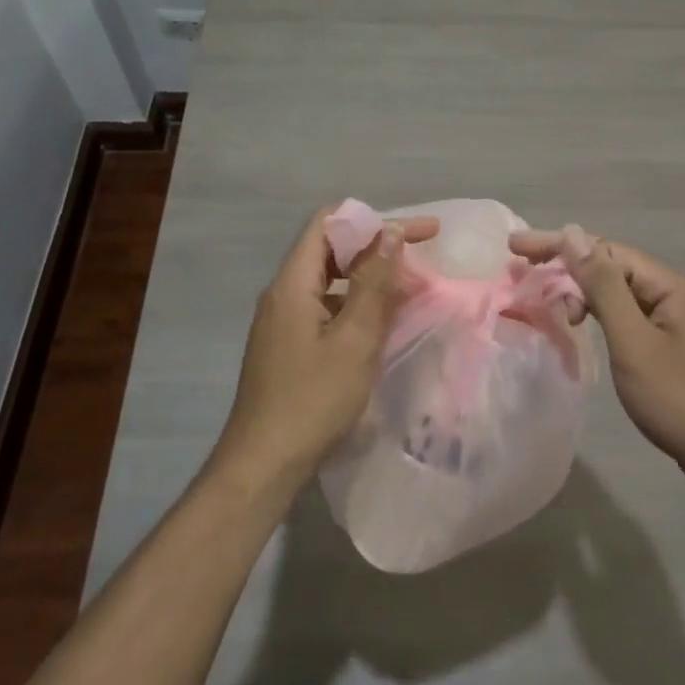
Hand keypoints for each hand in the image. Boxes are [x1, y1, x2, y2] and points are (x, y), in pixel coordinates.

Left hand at [209, 206, 440, 499]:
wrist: (263, 466)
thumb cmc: (312, 401)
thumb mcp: (354, 340)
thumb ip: (374, 284)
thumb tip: (390, 232)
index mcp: (292, 283)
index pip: (327, 223)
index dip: (372, 219)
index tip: (415, 232)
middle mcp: (282, 294)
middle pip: (329, 249)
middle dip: (376, 247)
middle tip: (421, 257)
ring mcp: (283, 322)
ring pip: (330, 281)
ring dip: (369, 278)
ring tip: (410, 289)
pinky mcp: (288, 346)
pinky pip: (326, 308)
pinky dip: (356, 306)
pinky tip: (382, 325)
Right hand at [510, 226, 684, 501]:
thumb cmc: (682, 400)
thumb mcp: (634, 341)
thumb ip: (603, 287)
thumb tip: (574, 234)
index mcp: (671, 287)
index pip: (607, 250)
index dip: (560, 245)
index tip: (517, 248)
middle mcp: (676, 296)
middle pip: (614, 267)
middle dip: (567, 266)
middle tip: (521, 268)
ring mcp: (678, 324)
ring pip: (621, 294)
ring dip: (583, 292)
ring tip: (549, 304)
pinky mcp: (674, 350)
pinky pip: (630, 318)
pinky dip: (601, 316)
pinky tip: (582, 326)